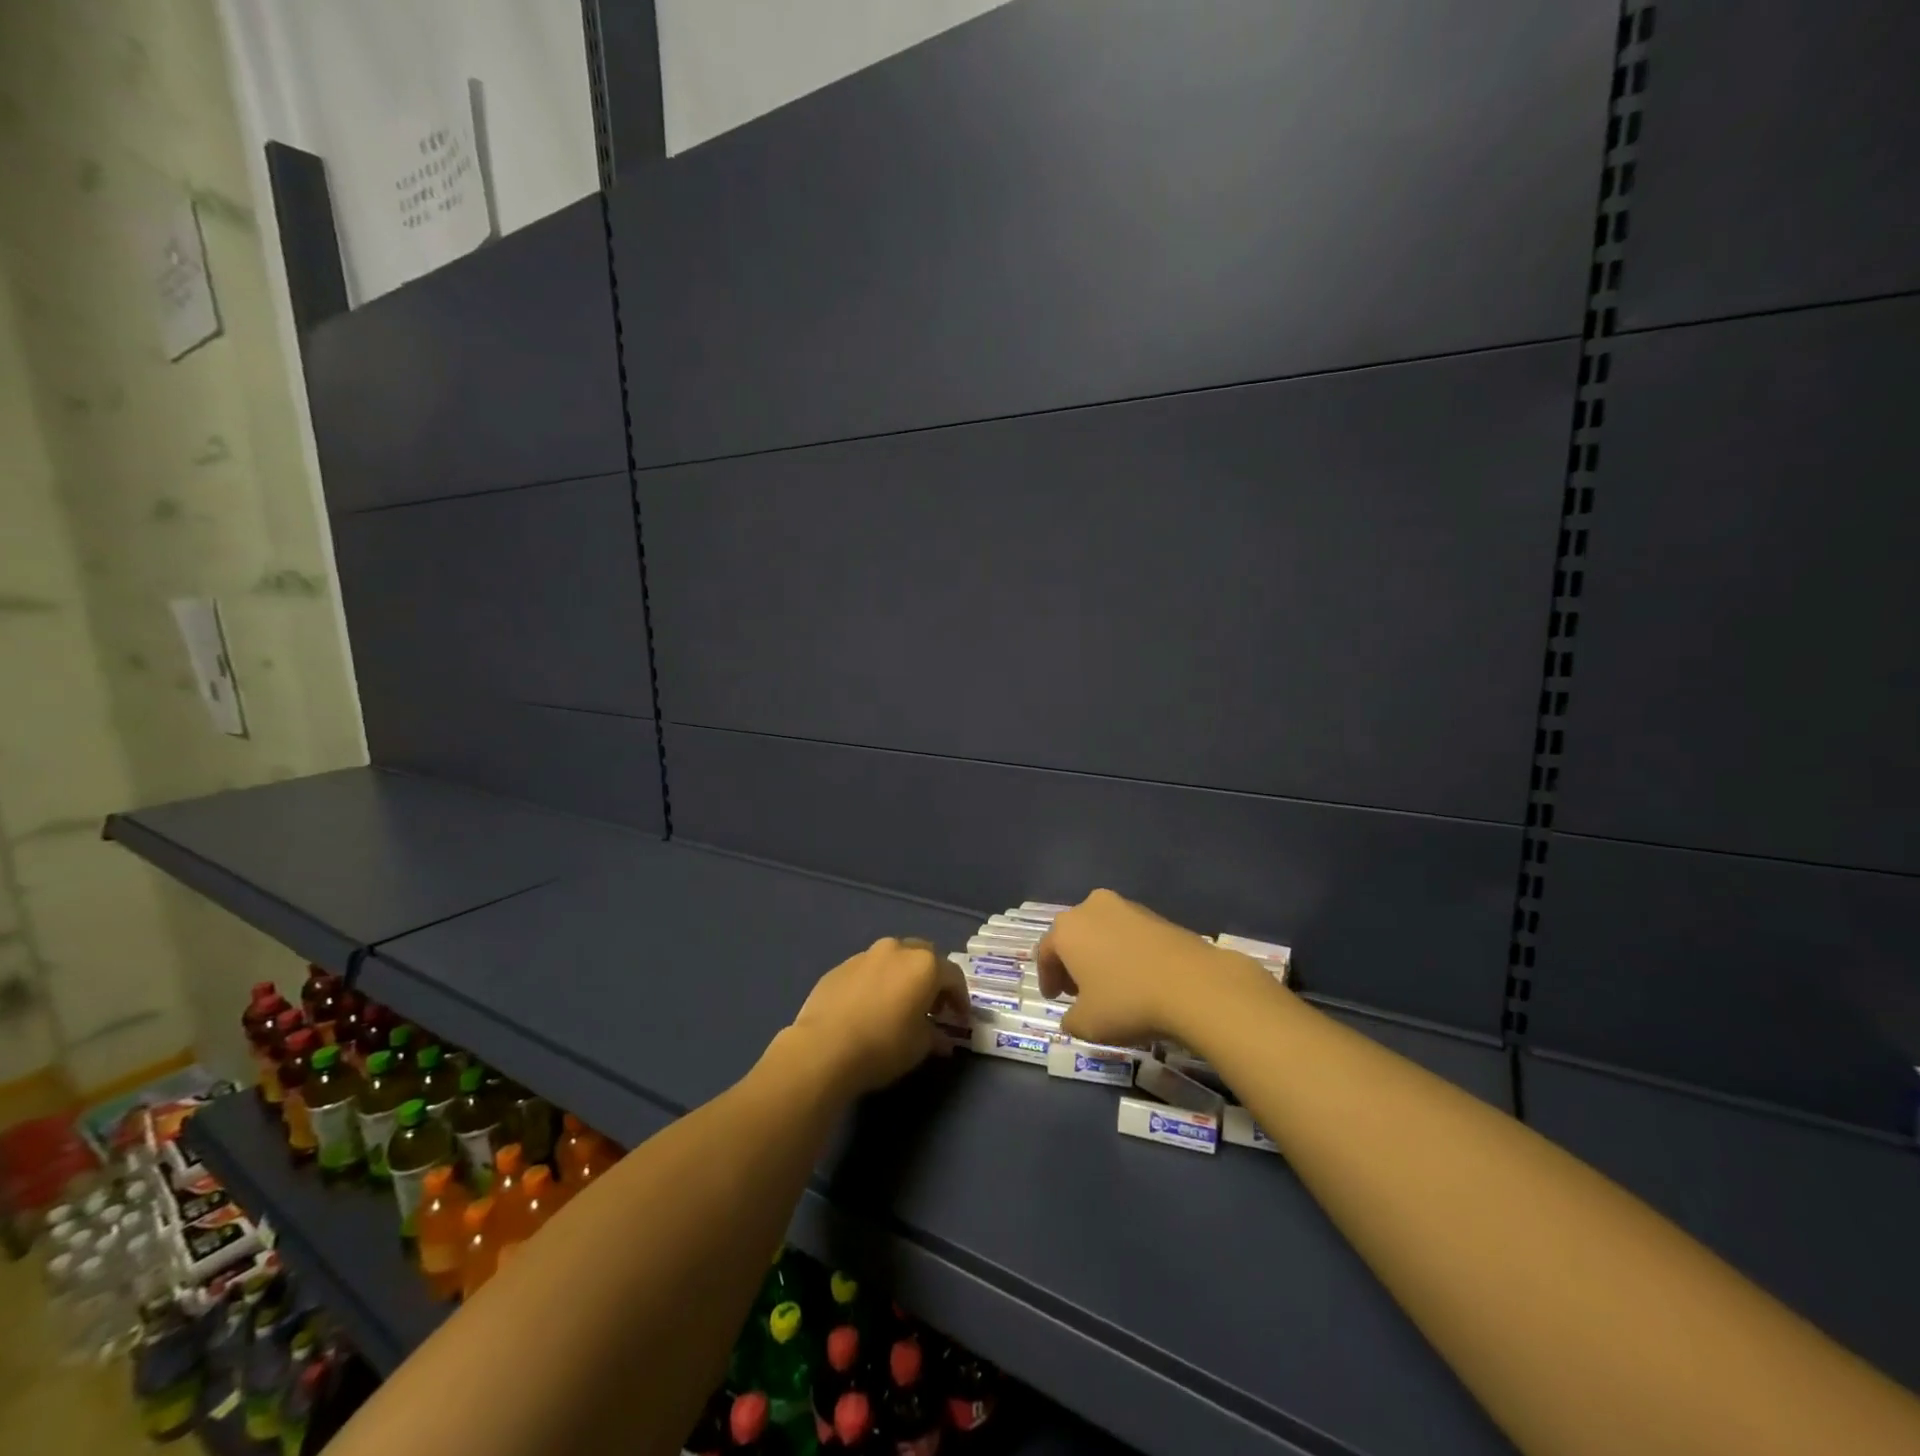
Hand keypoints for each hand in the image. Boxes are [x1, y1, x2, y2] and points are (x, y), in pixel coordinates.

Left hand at [786, 937, 969, 1096]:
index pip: (953, 976)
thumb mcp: (919, 1046)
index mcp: (924, 965)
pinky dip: (876, 982)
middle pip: (924, 957)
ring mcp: (865, 955)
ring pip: (893, 959)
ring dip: (902, 977)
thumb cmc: (883, 1045)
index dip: (960, 999)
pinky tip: (869, 1007)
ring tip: (898, 1004)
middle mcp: (897, 950)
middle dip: (931, 979)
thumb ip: (935, 1036)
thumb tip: (942, 1038)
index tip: (960, 1020)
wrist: (823, 1048)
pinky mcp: (840, 967)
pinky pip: (868, 970)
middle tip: (932, 1006)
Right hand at [1037, 889, 1268, 1047]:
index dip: (1047, 978)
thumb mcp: (1088, 1024)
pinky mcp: (1158, 915)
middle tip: (1077, 990)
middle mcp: (1092, 907)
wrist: (1194, 985)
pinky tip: (1137, 977)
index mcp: (1067, 928)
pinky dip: (1125, 952)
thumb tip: (1072, 1016)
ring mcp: (1127, 907)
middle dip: (1072, 962)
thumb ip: (1070, 1019)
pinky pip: (1129, 934)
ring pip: (1102, 931)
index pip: (1045, 952)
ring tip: (1109, 984)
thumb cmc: (1128, 1002)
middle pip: (1074, 935)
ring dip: (1099, 955)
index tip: (1054, 998)